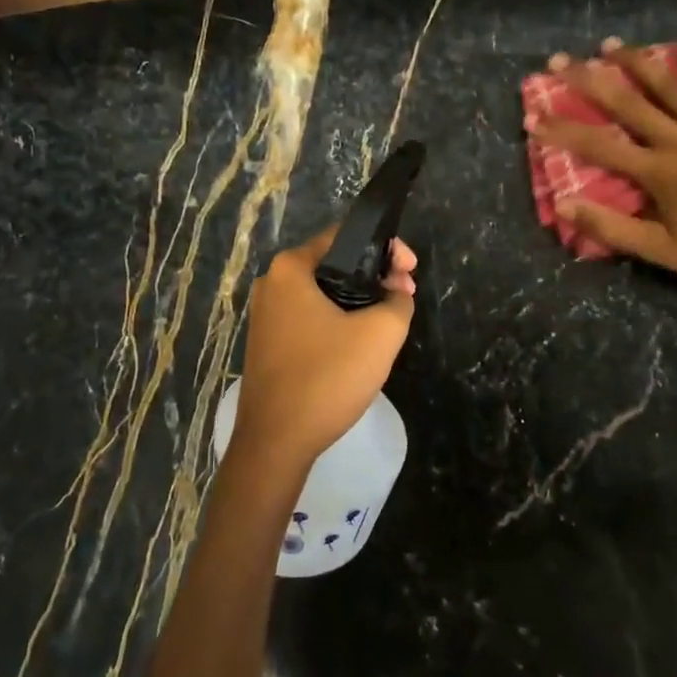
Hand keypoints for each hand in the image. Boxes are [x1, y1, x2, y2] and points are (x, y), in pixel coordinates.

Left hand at [230, 227, 417, 474]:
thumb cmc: (327, 377)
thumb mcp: (381, 334)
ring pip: (324, 293)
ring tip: (389, 320)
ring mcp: (266, 315)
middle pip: (334, 264)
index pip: (345, 235)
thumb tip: (396, 293)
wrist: (276, 441)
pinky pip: (311, 318)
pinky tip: (360, 343)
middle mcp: (272, 283)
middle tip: (405, 297)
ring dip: (359, 300)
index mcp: (291, 268)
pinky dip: (338, 321)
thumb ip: (398, 301)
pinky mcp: (268, 343)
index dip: (386, 248)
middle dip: (375, 276)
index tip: (410, 272)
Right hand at [530, 36, 676, 297]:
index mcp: (658, 173)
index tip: (533, 117)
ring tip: (609, 43)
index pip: (598, 145)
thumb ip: (611, 227)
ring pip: (670, 86)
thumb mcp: (660, 251)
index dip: (563, 130)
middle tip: (559, 60)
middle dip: (588, 79)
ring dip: (637, 61)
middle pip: (627, 103)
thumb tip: (563, 206)